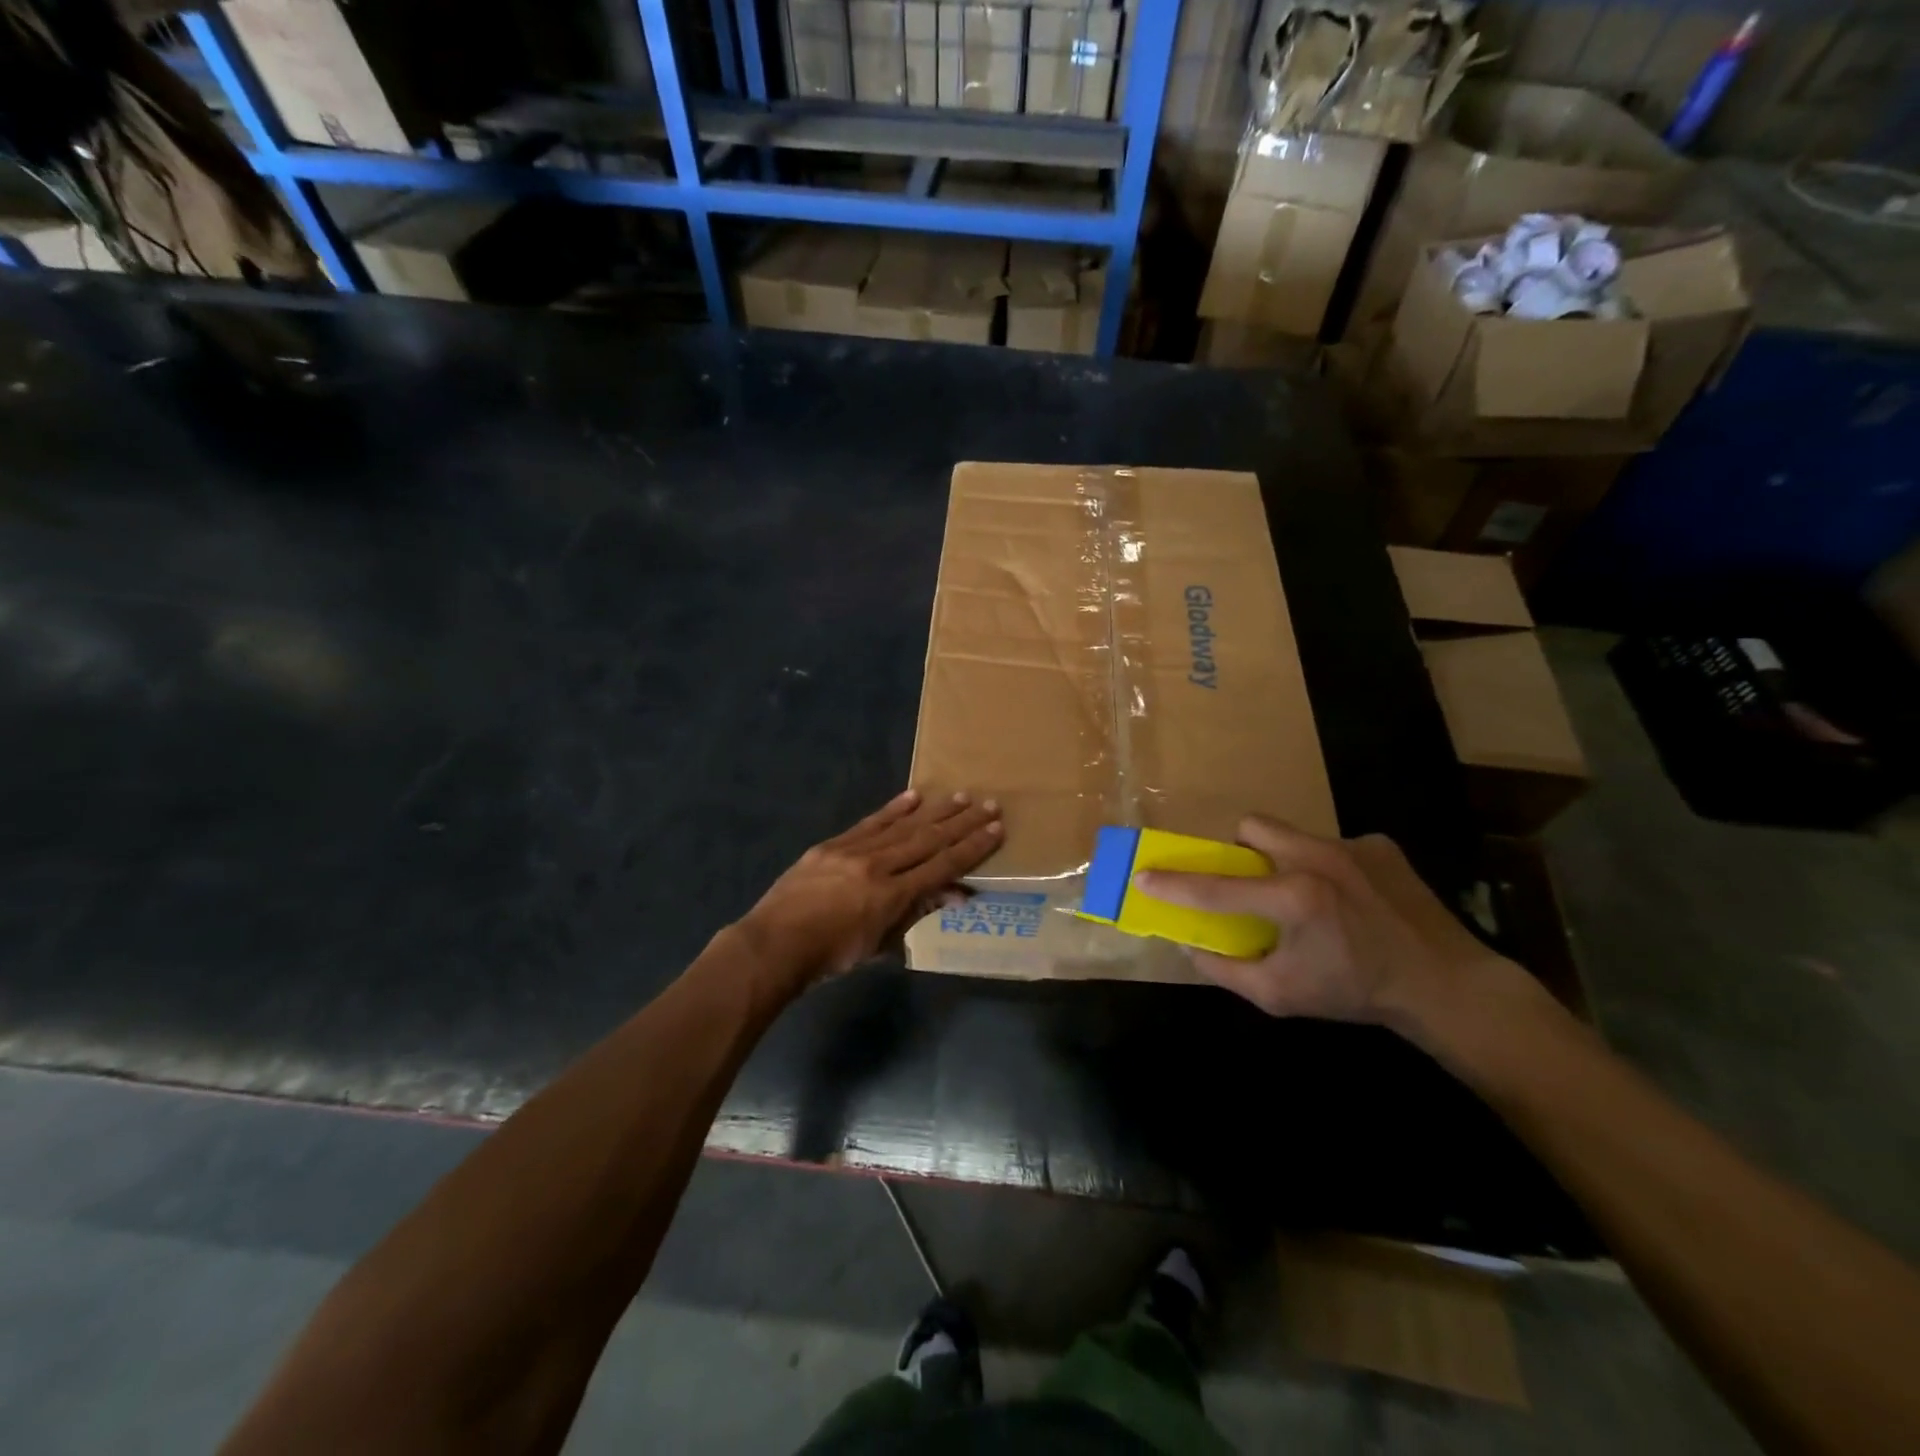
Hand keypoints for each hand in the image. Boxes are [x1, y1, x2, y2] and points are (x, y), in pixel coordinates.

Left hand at [738, 789, 1003, 982]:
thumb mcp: (878, 944)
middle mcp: (877, 866)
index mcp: (891, 895)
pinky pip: (869, 823)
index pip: (942, 866)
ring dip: (934, 811)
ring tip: (960, 796)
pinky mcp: (832, 844)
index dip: (972, 847)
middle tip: (989, 804)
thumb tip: (953, 895)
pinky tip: (913, 796)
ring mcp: (853, 851)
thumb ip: (915, 914)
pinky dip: (893, 809)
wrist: (773, 944)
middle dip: (962, 822)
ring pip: (902, 826)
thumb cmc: (830, 956)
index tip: (995, 829)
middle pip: (928, 840)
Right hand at [1134, 816, 1530, 1043]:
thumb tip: (1189, 946)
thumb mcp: (1281, 996)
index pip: (1216, 887)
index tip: (1144, 875)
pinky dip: (1328, 868)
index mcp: (1293, 898)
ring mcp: (1352, 846)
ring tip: (1308, 897)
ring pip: (1293, 835)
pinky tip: (1351, 900)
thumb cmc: (1356, 993)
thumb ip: (1226, 970)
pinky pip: (1333, 845)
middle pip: (1253, 827)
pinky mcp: (1380, 845)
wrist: (1447, 986)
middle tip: (1250, 882)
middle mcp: (1319, 859)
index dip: (1174, 883)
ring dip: (1285, 860)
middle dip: (1240, 850)